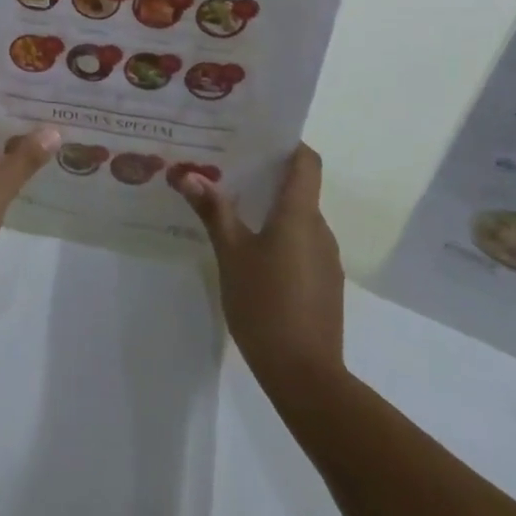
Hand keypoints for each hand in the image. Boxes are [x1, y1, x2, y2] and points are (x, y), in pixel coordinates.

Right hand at [174, 144, 344, 395]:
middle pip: (300, 189)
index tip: (257, 137)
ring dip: (272, 211)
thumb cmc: (265, 305)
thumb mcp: (231, 254)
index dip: (288, 144)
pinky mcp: (325, 286)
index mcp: (299, 214)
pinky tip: (253, 255)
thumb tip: (188, 174)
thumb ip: (213, 211)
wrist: (306, 377)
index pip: (307, 161)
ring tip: (234, 211)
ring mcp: (326, 260)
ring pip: (299, 220)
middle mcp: (319, 229)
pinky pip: (303, 246)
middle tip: (228, 171)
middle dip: (267, 177)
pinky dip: (281, 239)